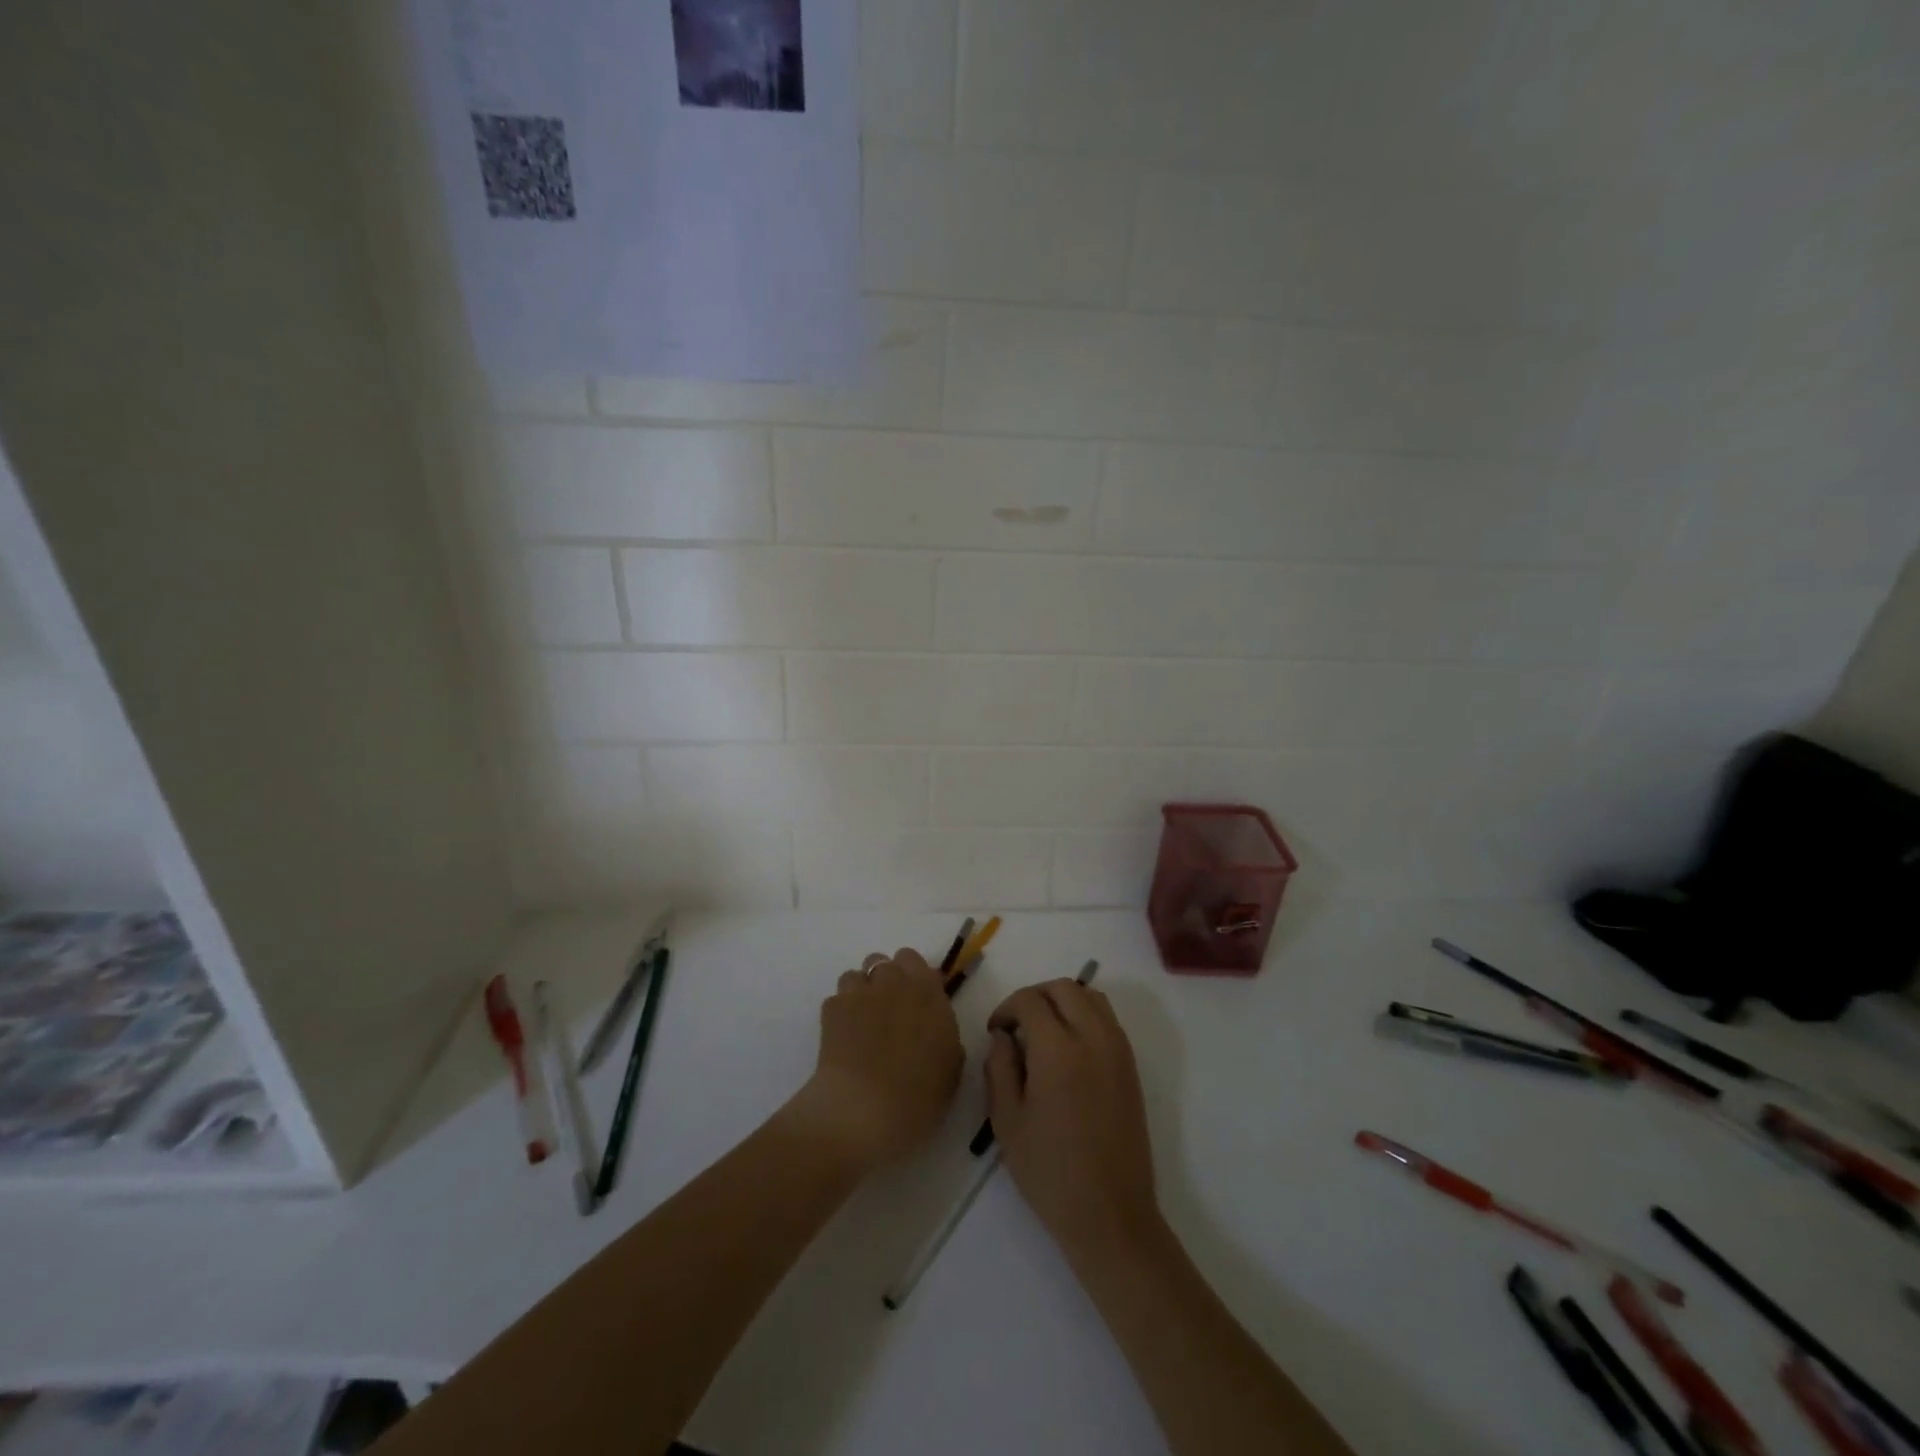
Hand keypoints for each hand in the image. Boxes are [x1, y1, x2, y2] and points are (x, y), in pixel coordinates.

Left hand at [790, 948, 962, 1172]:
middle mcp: (895, 982)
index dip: (913, 978)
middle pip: (884, 962)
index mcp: (928, 992)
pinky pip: (837, 999)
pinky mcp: (832, 1008)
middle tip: (888, 1011)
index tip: (914, 1001)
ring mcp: (860, 992)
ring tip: (861, 1023)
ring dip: (860, 992)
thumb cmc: (919, 1096)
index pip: (916, 962)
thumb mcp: (950, 1070)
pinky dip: (840, 1013)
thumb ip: (945, 1037)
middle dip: (885, 980)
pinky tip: (843, 1039)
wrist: (864, 1109)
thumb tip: (934, 1029)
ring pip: (857, 975)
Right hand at [984, 980, 1161, 1261]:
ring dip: (1063, 1001)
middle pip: (1064, 988)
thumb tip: (1003, 1036)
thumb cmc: (1050, 1172)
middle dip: (1035, 996)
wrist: (1110, 1214)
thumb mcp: (1007, 1121)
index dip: (1006, 1008)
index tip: (995, 1032)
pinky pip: (1107, 1018)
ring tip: (1042, 1032)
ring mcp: (1118, 1049)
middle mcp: (1094, 1038)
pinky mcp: (1131, 1065)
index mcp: (1058, 1050)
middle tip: (1016, 1025)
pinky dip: (1085, 1015)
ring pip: (1090, 997)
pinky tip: (1068, 1047)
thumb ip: (999, 1067)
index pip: (1030, 1001)